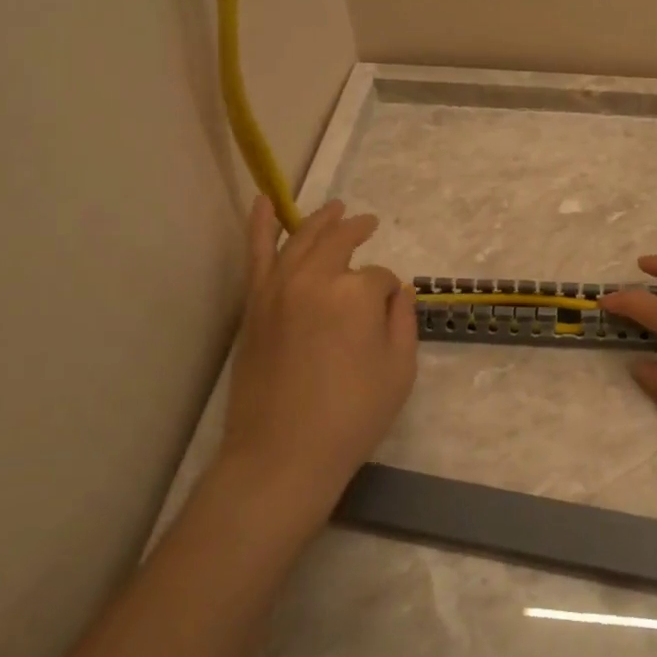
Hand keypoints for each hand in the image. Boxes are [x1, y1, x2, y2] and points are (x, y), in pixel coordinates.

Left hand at [221, 197, 417, 519]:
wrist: (282, 454)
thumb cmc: (352, 416)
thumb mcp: (399, 370)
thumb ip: (402, 321)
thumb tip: (398, 291)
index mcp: (355, 294)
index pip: (380, 277)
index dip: (388, 294)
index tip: (389, 314)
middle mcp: (314, 279)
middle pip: (340, 242)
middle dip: (358, 231)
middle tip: (370, 224)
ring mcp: (277, 289)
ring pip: (302, 239)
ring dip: (321, 220)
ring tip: (335, 208)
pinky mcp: (254, 305)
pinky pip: (257, 253)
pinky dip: (261, 225)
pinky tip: (265, 202)